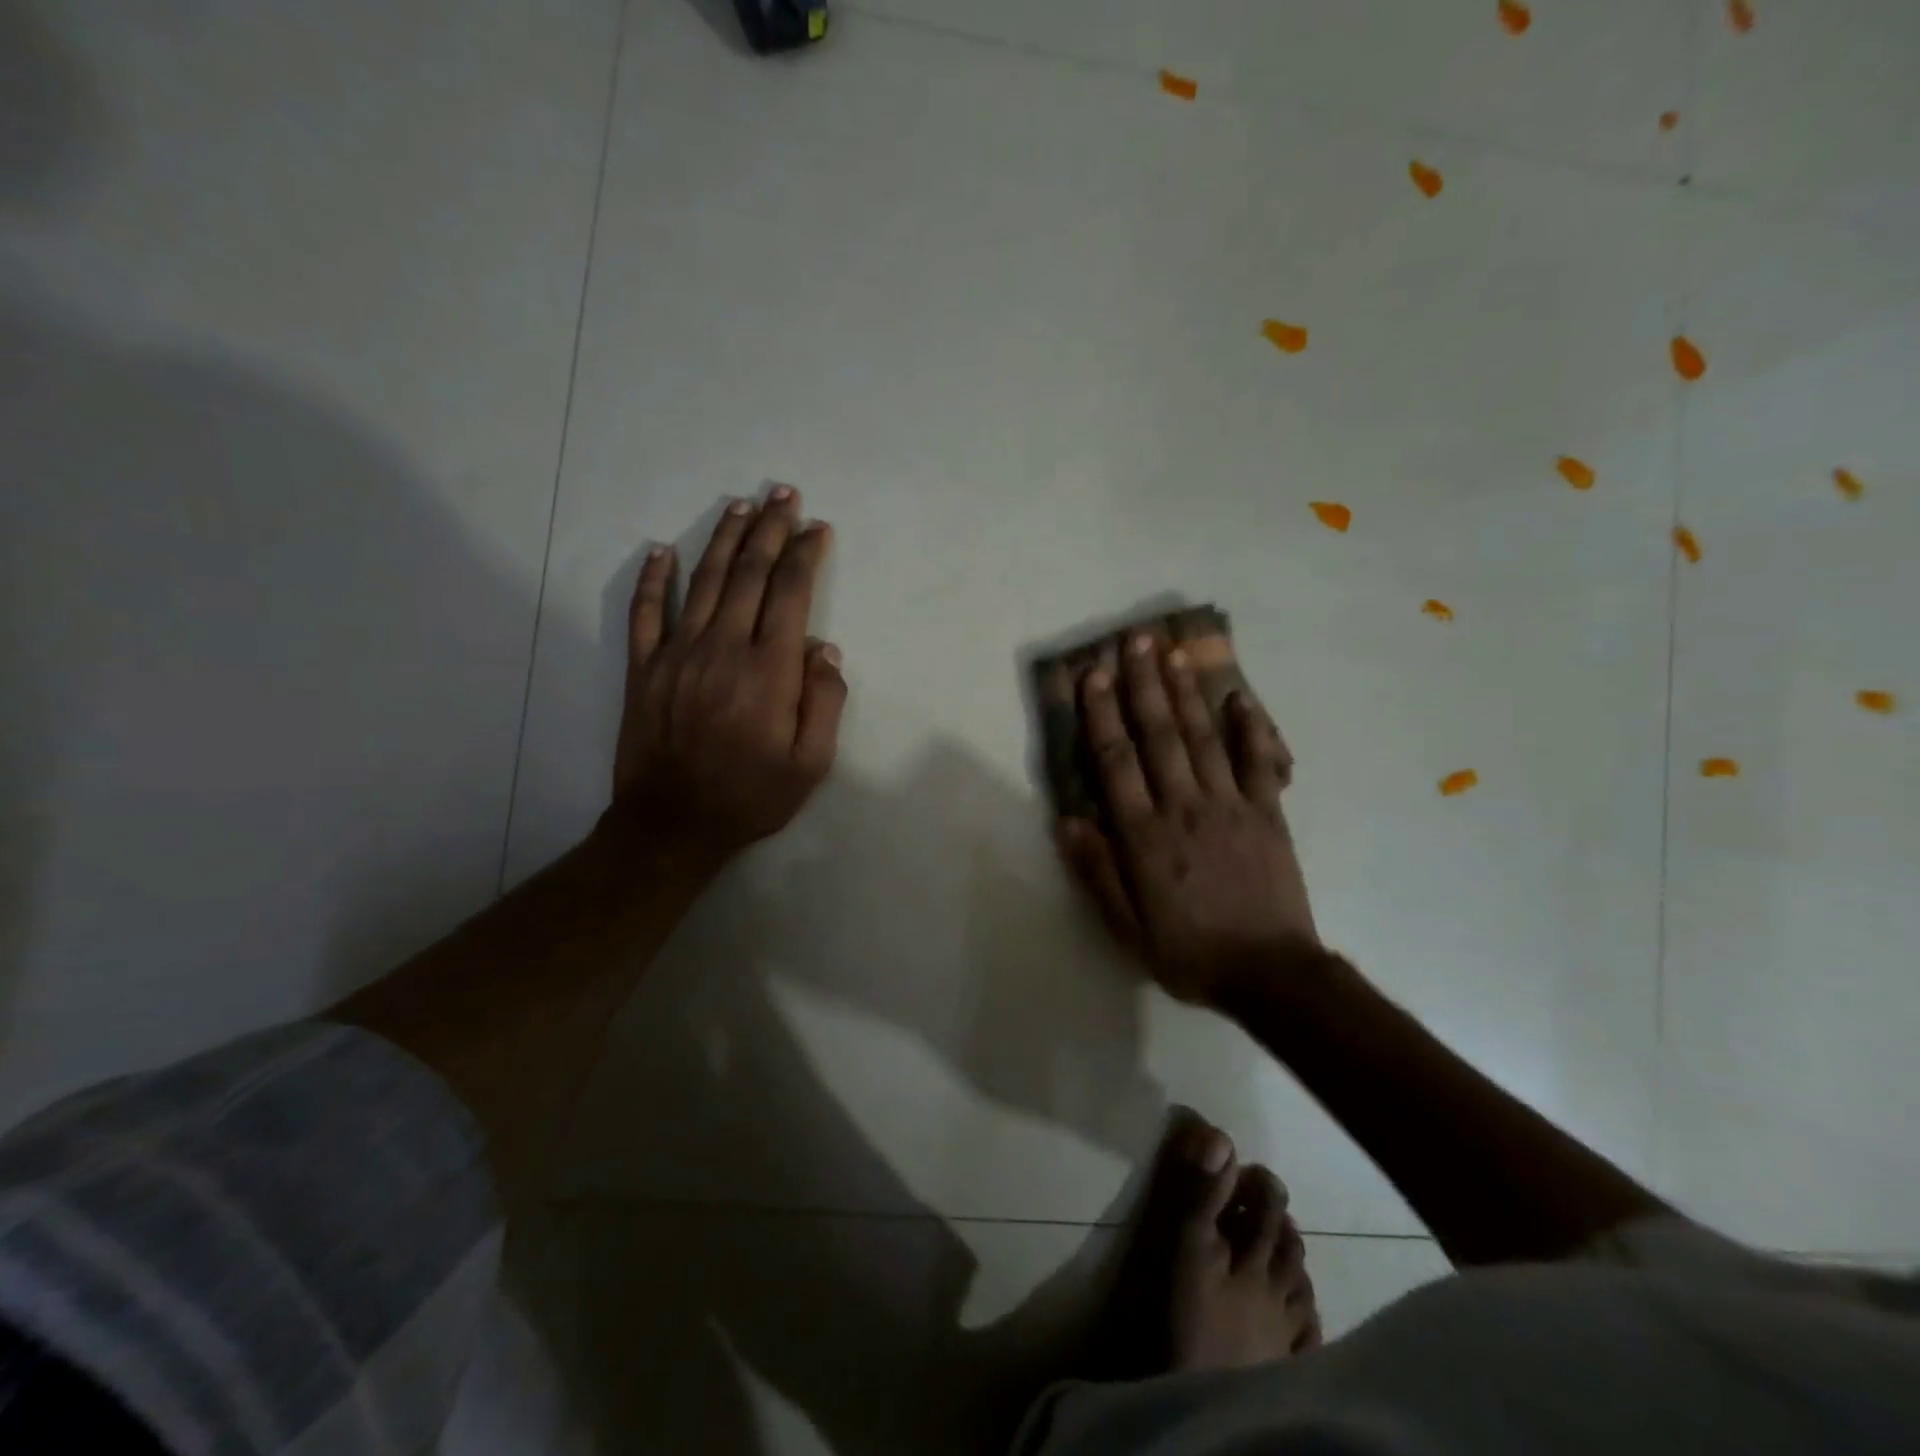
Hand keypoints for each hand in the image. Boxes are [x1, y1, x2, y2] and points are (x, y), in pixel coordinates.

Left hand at [610, 486, 844, 871]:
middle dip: (771, 529)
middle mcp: (724, 648)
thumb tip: (824, 649)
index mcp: (769, 670)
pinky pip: (646, 612)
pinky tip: (663, 550)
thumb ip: (825, 702)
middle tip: (784, 494)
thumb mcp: (811, 764)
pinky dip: (654, 578)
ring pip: (705, 580)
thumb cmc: (751, 797)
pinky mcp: (644, 667)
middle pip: (750, 573)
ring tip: (742, 506)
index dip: (806, 554)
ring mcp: (678, 653)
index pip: (791, 594)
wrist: (672, 825)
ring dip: (725, 539)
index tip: (818, 528)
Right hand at [1055, 633, 1316, 1004]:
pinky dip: (1250, 728)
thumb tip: (1068, 821)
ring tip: (1173, 653)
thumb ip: (1097, 872)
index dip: (1101, 716)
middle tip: (1134, 641)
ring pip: (1203, 738)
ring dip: (1186, 693)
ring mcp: (1230, 806)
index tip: (1092, 676)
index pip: (1116, 762)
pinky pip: (1259, 762)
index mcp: (1145, 836)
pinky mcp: (1268, 814)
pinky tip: (1240, 697)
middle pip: (1159, 735)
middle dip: (1143, 685)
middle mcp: (1184, 808)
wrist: (1270, 974)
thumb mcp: (1127, 928)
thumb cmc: (1189, 952)